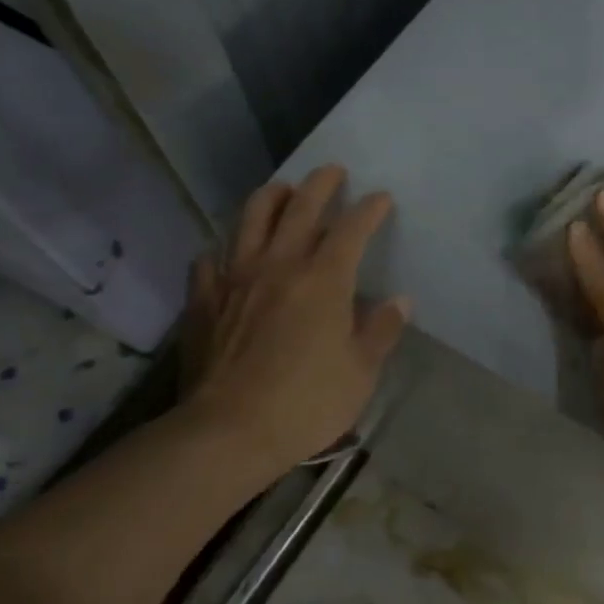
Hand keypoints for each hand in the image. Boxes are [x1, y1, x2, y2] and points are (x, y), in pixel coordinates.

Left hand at [177, 165, 408, 480]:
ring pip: (251, 219)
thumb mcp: (361, 372)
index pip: (351, 228)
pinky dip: (223, 249)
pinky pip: (210, 260)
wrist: (228, 432)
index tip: (381, 198)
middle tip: (333, 170)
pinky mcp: (204, 300)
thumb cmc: (306, 402)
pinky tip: (227, 253)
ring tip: (282, 189)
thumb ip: (381, 330)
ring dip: (270, 197)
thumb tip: (399, 301)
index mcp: (324, 279)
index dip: (369, 209)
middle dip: (320, 184)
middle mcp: (279, 265)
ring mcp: (236, 278)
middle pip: (300, 207)